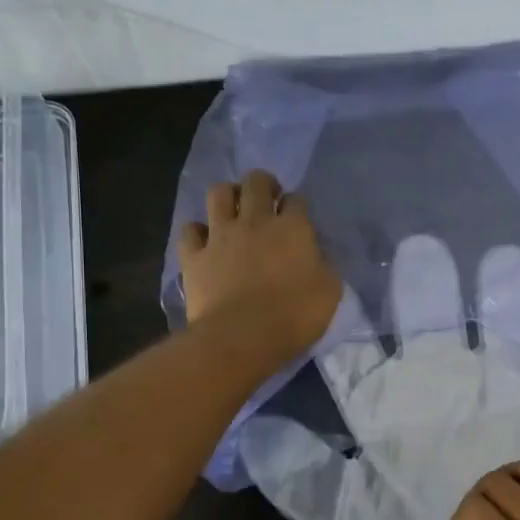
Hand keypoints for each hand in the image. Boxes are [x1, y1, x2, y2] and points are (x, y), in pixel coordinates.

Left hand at [178, 170, 340, 356]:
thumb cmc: (294, 316)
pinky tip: (204, 241)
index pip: (297, 200)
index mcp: (293, 228)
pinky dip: (197, 232)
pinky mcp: (194, 255)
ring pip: (218, 193)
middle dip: (263, 184)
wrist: (242, 337)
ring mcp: (220, 235)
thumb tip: (315, 256)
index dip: (298, 205)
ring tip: (233, 209)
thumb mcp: (330, 292)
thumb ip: (324, 266)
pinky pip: (190, 230)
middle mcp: (255, 221)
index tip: (299, 218)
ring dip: (228, 195)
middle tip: (267, 199)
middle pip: (256, 182)